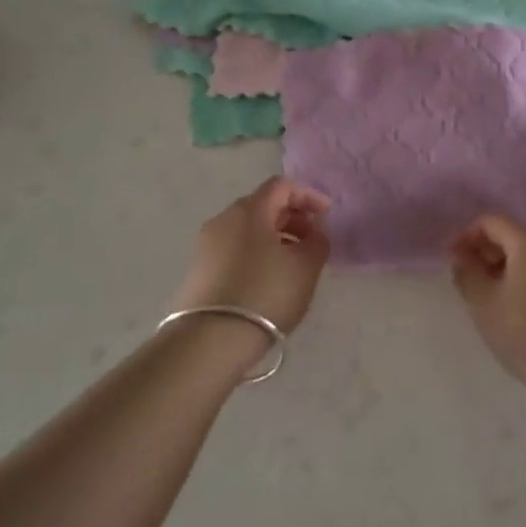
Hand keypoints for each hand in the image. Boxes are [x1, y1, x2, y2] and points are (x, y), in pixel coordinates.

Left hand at [174, 177, 331, 335]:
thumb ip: (317, 242)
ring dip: (275, 238)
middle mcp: (223, 219)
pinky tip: (268, 280)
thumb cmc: (265, 293)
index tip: (326, 215)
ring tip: (293, 265)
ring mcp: (206, 245)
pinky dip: (256, 254)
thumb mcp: (305, 267)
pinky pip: (234, 250)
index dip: (307, 196)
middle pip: (263, 206)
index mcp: (249, 210)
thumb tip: (314, 233)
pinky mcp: (199, 270)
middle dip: (292, 218)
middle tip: (312, 241)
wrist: (210, 340)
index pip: (281, 186)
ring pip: (247, 230)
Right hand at [450, 216, 525, 404]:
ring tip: (498, 298)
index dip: (467, 236)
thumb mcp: (484, 305)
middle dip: (489, 253)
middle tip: (473, 281)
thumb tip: (463, 257)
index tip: (454, 261)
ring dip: (511, 268)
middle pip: (515, 236)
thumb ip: (467, 274)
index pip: (491, 222)